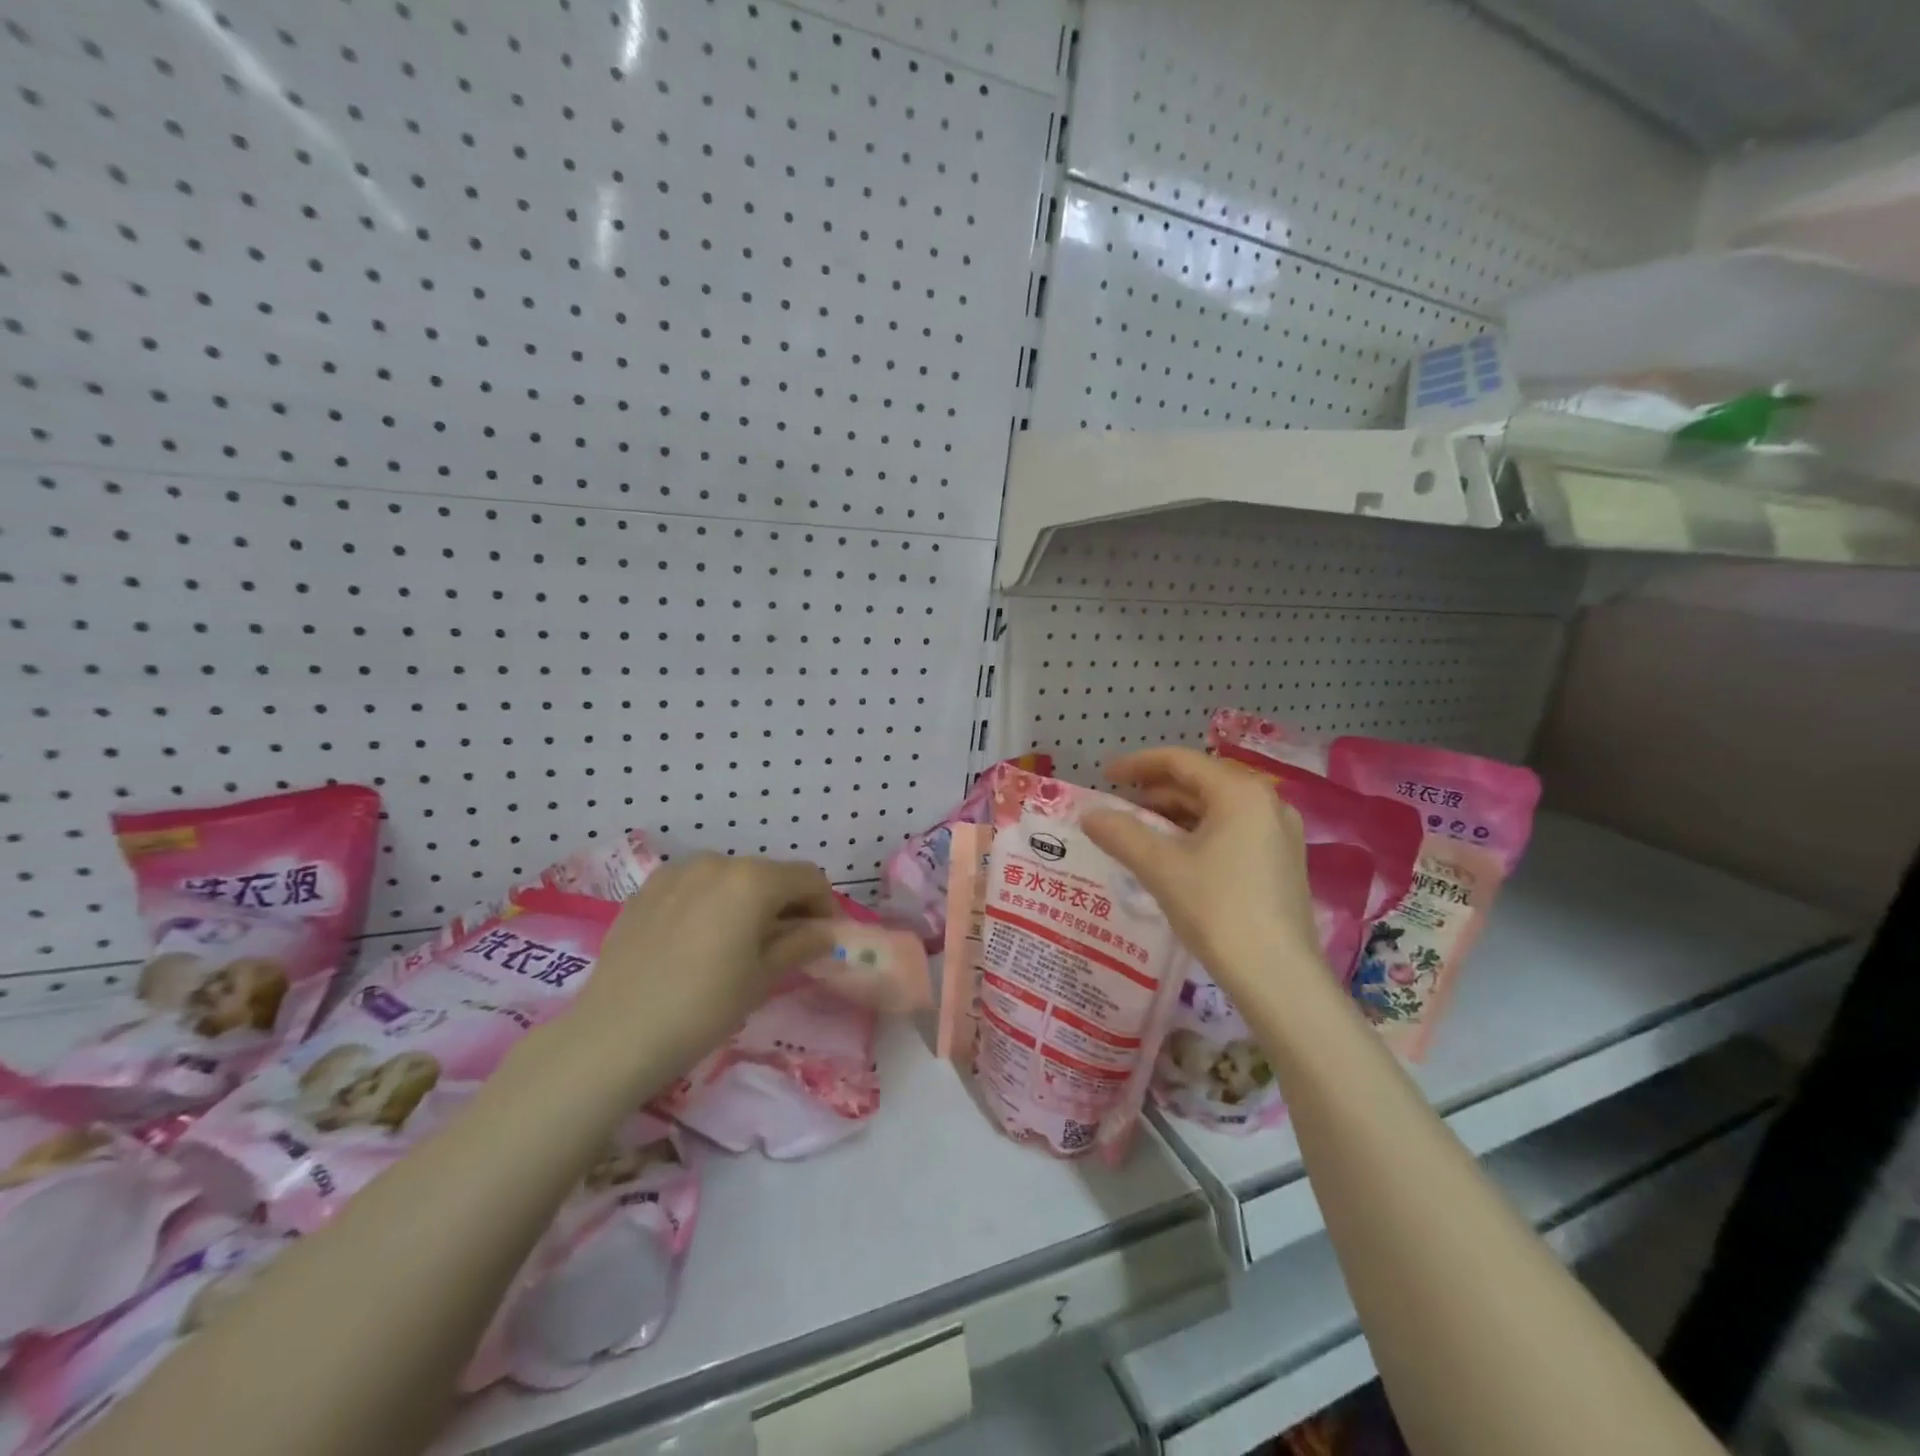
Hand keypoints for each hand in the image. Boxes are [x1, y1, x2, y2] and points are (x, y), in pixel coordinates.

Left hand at [565, 854, 838, 1083]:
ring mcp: (677, 872)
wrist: (615, 1034)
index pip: (808, 878)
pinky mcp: (647, 889)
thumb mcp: (763, 978)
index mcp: (753, 880)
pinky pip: (695, 887)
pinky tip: (699, 941)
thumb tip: (825, 931)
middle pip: (769, 874)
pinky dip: (710, 903)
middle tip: (786, 945)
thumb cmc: (704, 1007)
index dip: (825, 905)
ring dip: (747, 902)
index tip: (824, 938)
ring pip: (730, 878)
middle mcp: (718, 862)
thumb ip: (801, 944)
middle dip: (786, 904)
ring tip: (739, 943)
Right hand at [1082, 748, 1324, 1001]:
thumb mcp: (1160, 867)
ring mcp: (1279, 833)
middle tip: (1120, 806)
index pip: (1181, 761)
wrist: (1277, 976)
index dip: (1138, 764)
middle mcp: (1267, 802)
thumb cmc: (1217, 909)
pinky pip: (1232, 830)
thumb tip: (1088, 815)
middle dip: (1156, 791)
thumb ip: (1121, 834)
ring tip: (1140, 831)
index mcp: (1240, 792)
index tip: (1105, 776)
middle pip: (1202, 782)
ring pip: (1217, 808)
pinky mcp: (1282, 862)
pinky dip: (1198, 833)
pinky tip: (1174, 856)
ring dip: (1176, 814)